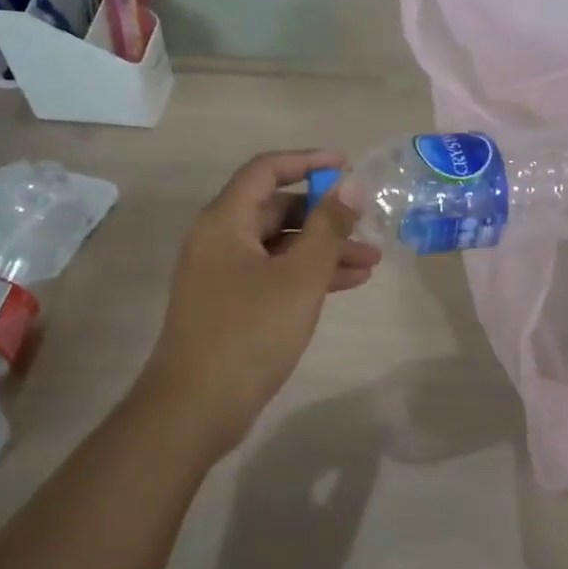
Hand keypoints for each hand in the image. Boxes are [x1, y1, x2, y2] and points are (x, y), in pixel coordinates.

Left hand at [141, 151, 381, 447]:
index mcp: (225, 221)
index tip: (348, 165)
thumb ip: (328, 228)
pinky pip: (274, 275)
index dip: (308, 161)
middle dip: (325, 216)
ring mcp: (223, 275)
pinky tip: (349, 284)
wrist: (196, 407)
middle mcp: (219, 240)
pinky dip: (308, 275)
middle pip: (276, 209)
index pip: (266, 170)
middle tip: (367, 224)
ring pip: (280, 247)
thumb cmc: (249, 332)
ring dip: (323, 249)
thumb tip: (352, 185)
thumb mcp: (299, 277)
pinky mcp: (231, 305)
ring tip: (372, 261)